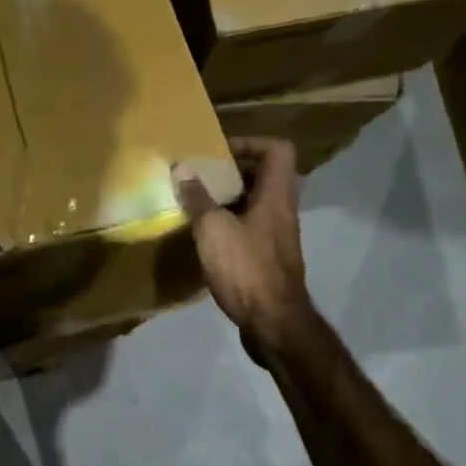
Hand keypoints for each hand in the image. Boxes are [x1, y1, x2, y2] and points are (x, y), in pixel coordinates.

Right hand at [173, 138, 310, 354]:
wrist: (273, 322)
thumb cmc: (245, 268)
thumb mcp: (213, 229)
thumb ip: (198, 198)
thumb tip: (182, 167)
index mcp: (276, 196)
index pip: (278, 150)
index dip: (250, 143)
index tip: (219, 154)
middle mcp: (283, 211)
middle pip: (266, 176)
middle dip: (233, 172)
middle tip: (203, 178)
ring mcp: (278, 237)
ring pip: (257, 204)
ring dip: (229, 200)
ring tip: (198, 206)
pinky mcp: (270, 259)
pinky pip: (251, 228)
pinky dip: (231, 225)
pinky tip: (206, 238)